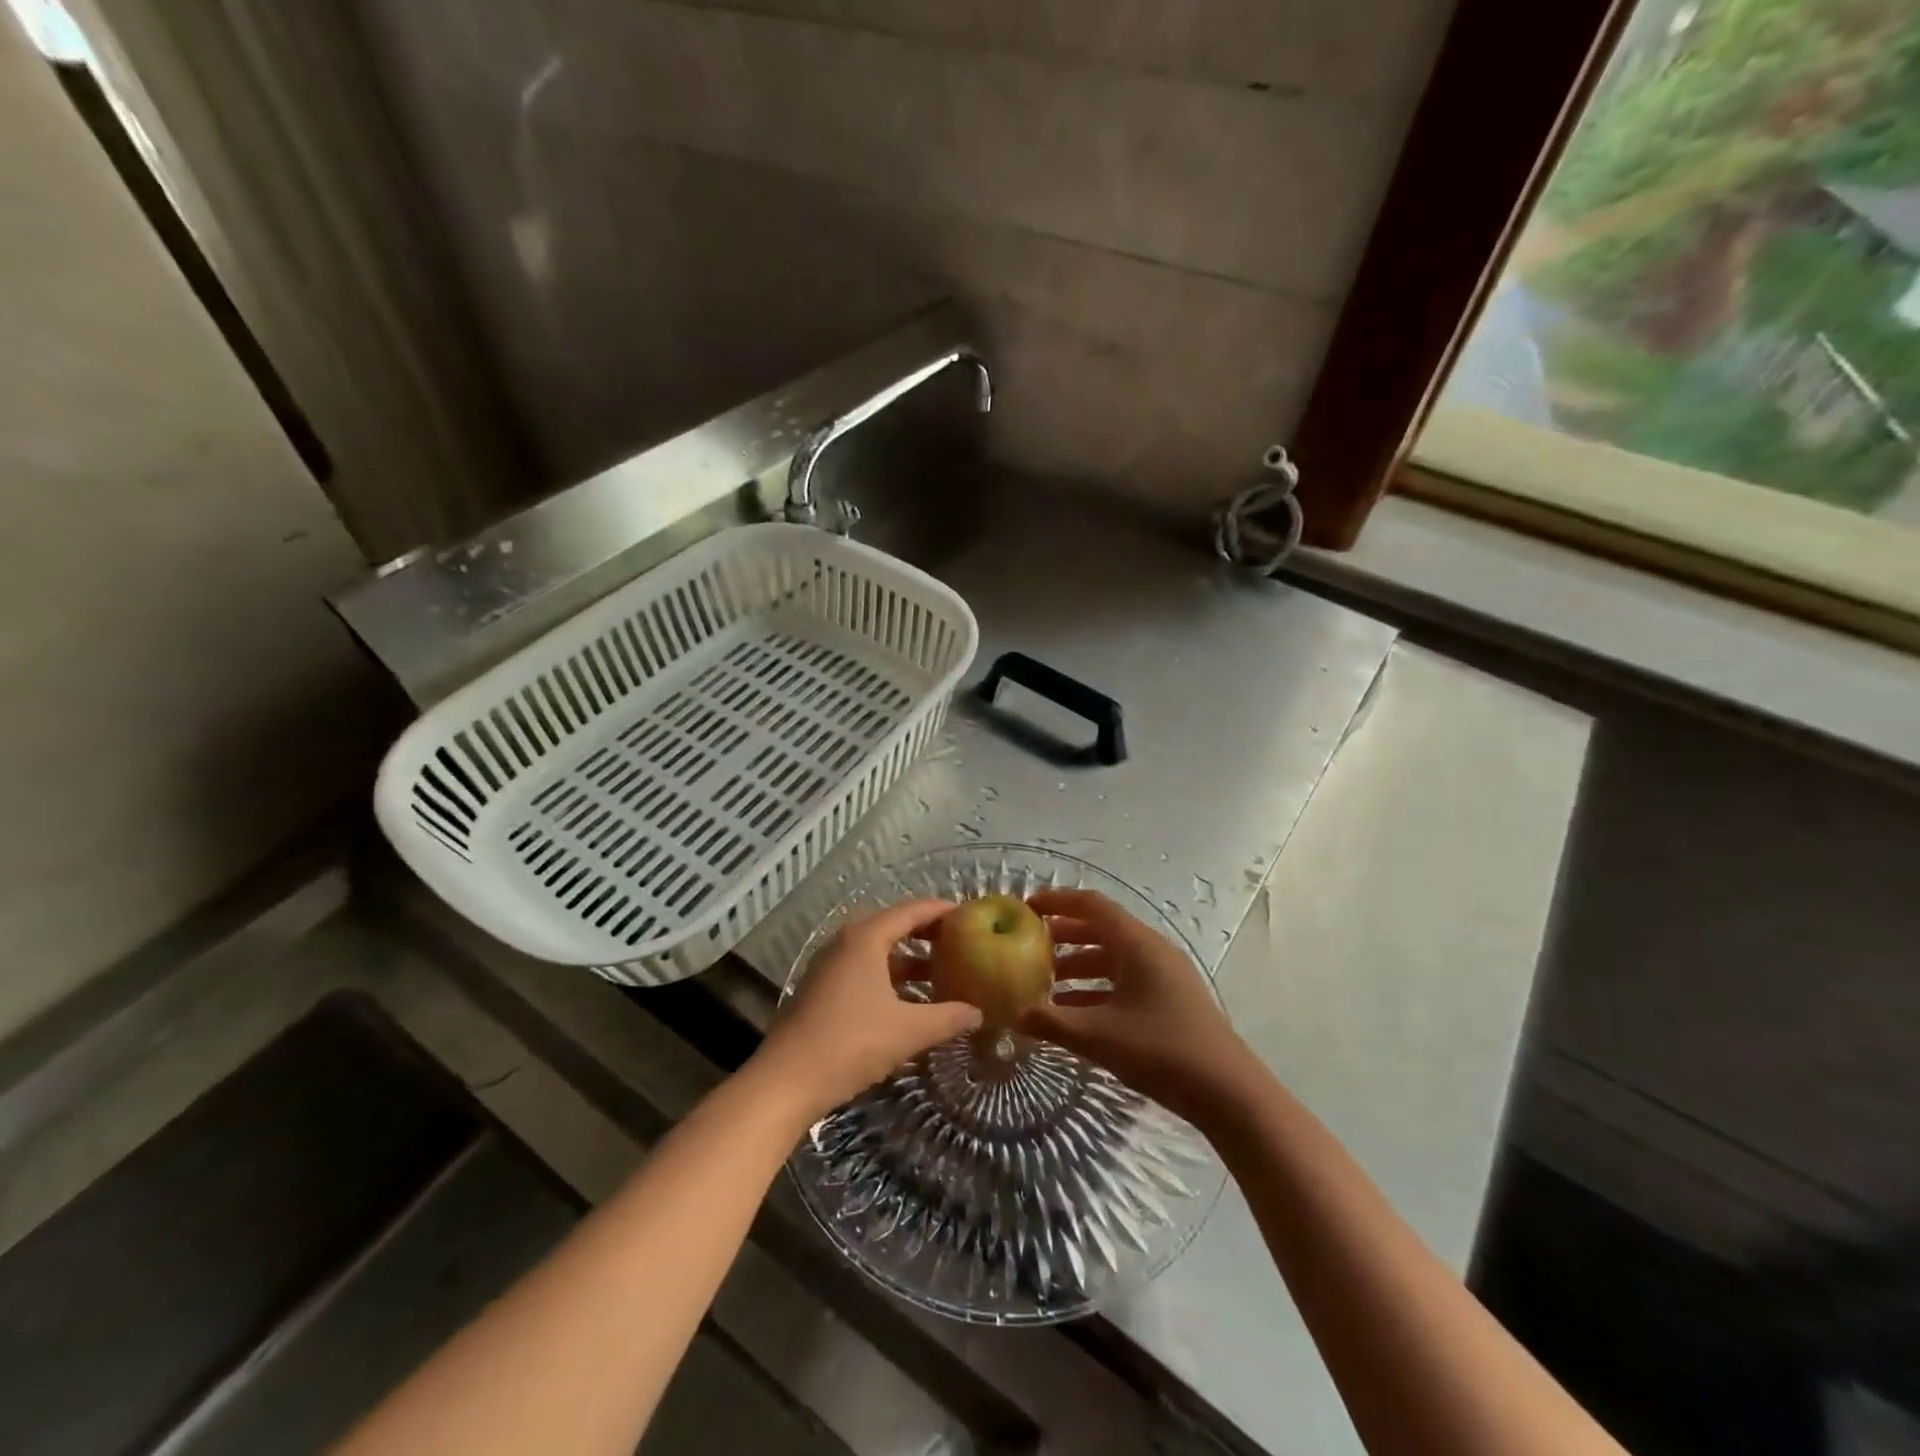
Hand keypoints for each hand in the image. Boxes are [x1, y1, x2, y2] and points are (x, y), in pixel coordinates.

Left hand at [751, 899, 981, 1122]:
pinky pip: (864, 969)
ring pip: (877, 950)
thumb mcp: (908, 1031)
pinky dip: (889, 976)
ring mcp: (830, 966)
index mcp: (865, 938)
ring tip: (940, 973)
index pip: (911, 911)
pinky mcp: (822, 989)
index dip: (942, 910)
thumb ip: (947, 1018)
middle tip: (959, 943)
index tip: (970, 916)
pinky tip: (909, 1001)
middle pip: (893, 925)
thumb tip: (978, 1012)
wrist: (785, 1082)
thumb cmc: (850, 1044)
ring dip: (908, 958)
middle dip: (926, 933)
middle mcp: (846, 942)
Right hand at [1020, 888, 1257, 1124]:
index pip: (1091, 905)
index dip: (1057, 902)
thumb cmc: (1161, 1051)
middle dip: (1063, 936)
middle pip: (1101, 929)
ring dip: (1078, 965)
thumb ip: (1051, 1022)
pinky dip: (1097, 988)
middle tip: (1028, 947)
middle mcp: (1151, 950)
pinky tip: (1074, 1013)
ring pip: (1113, 957)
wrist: (1228, 1092)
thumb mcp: (1098, 1036)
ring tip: (1044, 984)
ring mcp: (1164, 975)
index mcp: (1137, 944)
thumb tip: (1012, 1014)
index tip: (1026, 908)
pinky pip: (1125, 980)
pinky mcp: (1170, 999)